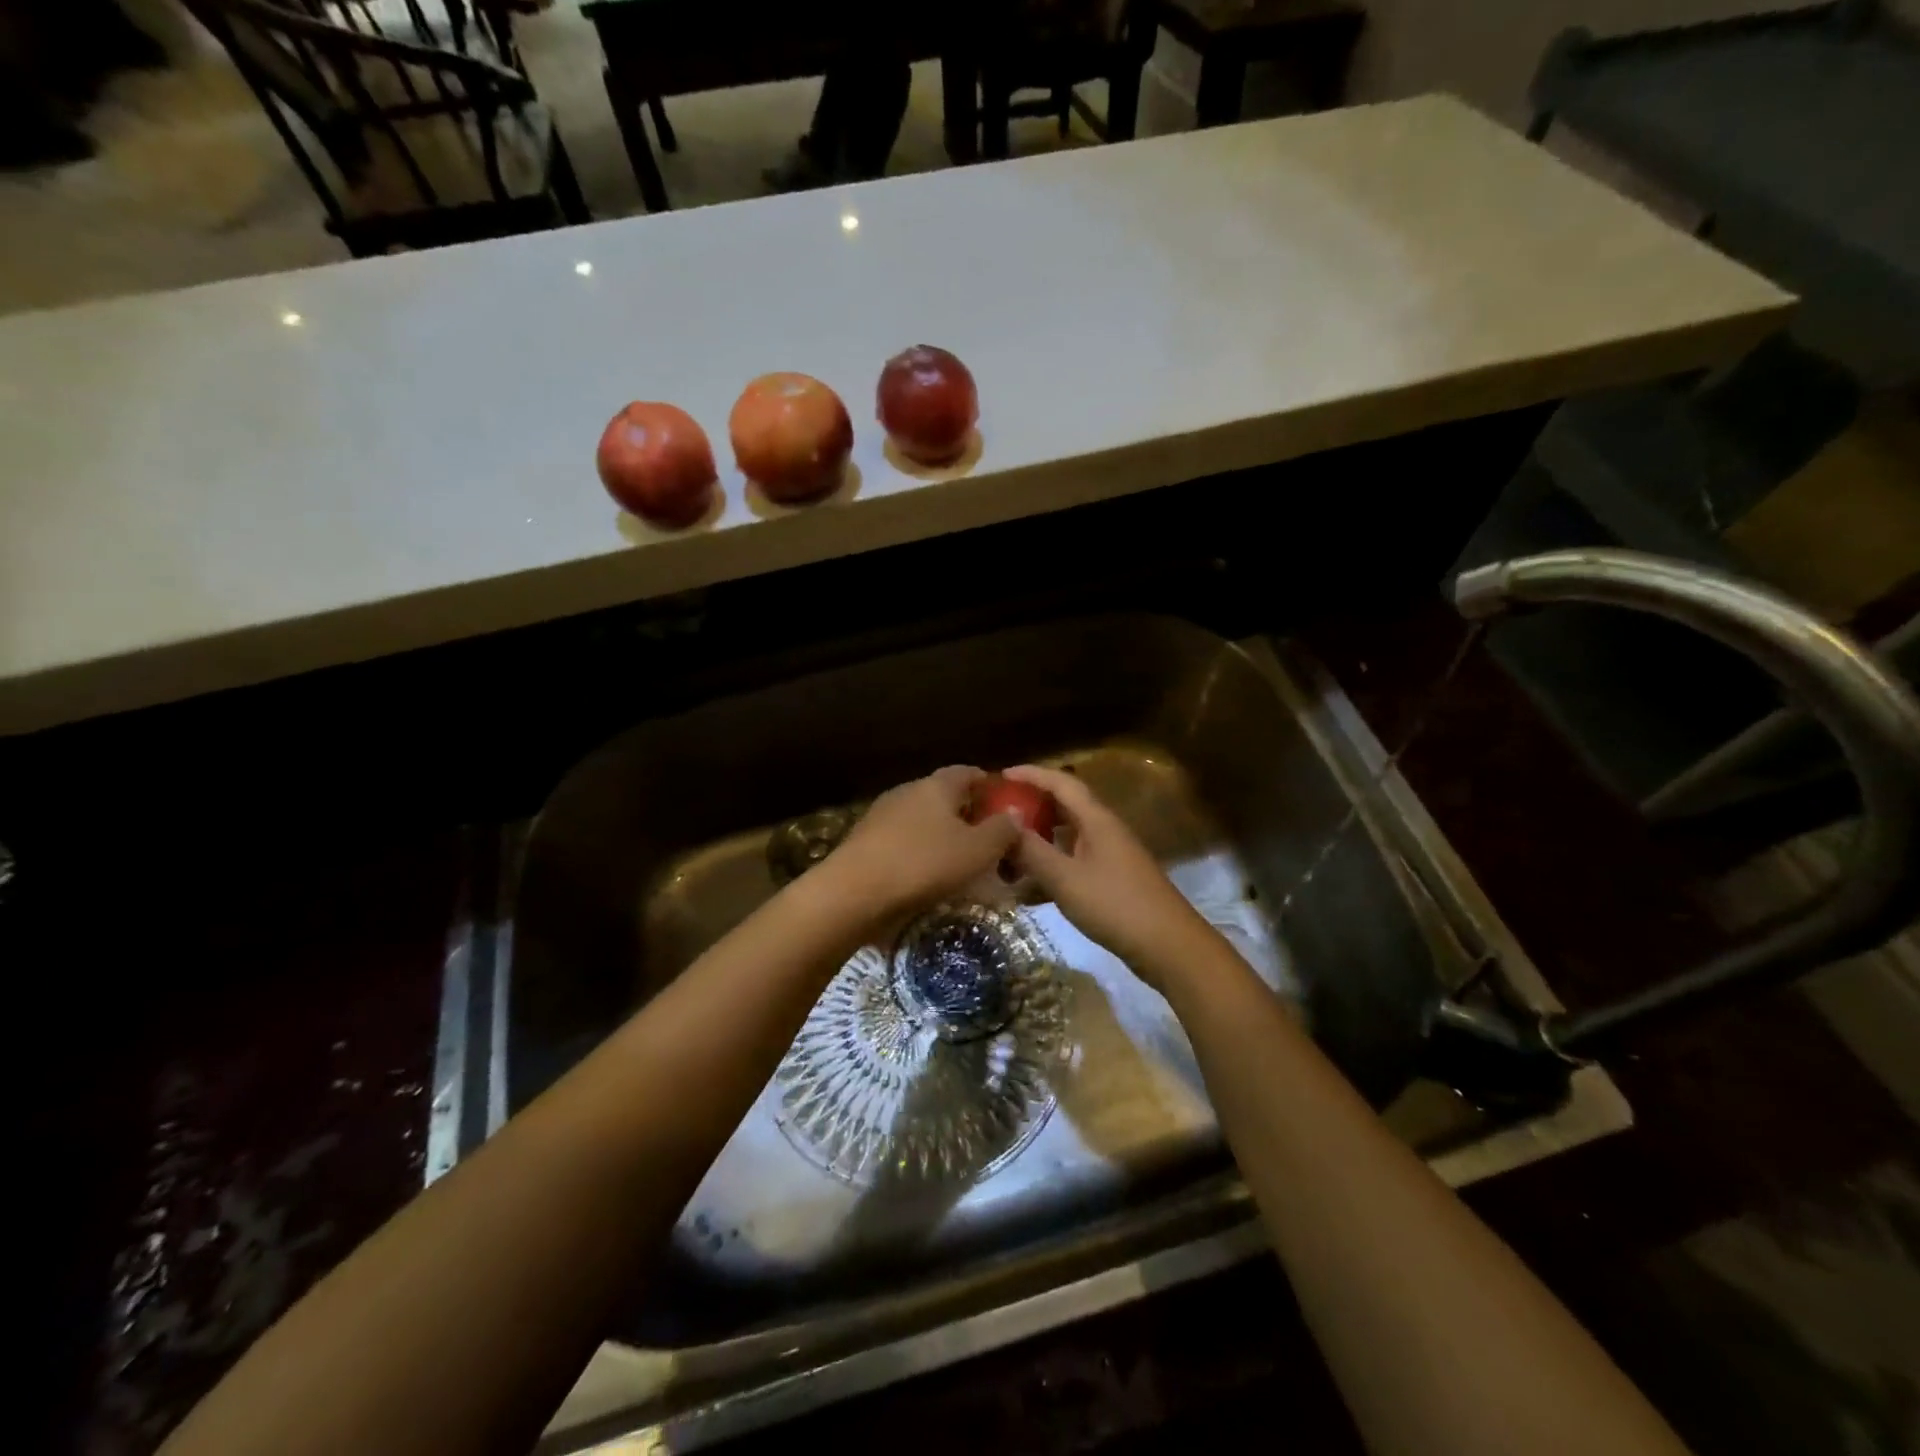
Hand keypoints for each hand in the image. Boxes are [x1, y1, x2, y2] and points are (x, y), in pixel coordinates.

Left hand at [814, 766, 1021, 930]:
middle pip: (943, 796)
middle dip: (966, 813)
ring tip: (960, 862)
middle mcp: (908, 791)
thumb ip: (1001, 830)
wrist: (853, 892)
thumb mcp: (977, 850)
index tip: (1004, 802)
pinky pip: (903, 841)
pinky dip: (920, 853)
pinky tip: (928, 876)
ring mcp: (882, 815)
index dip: (988, 784)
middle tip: (988, 838)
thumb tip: (1014, 813)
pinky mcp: (865, 842)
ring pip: (922, 820)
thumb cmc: (923, 864)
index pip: (967, 772)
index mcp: (936, 785)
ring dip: (942, 836)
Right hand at [1005, 764, 1214, 988]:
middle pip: (1063, 807)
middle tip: (998, 814)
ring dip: (1037, 842)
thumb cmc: (1115, 905)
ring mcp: (1109, 856)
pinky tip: (1026, 891)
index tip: (1001, 775)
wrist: (1168, 946)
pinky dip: (1049, 869)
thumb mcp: (1065, 878)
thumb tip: (1005, 823)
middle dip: (1031, 807)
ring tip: (1005, 853)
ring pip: (1066, 838)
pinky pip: (1072, 864)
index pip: (1061, 782)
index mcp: (1096, 819)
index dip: (1031, 774)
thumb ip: (1032, 850)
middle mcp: (1103, 830)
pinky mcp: (1110, 880)